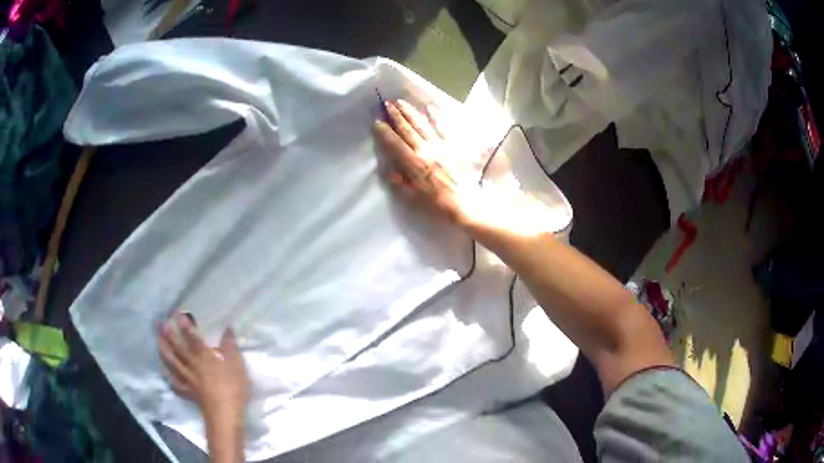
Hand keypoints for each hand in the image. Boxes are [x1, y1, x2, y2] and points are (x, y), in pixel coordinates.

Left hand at [158, 313, 249, 424]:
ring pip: (173, 364)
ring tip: (158, 342)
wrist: (224, 413)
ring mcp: (188, 379)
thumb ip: (230, 346)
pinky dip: (171, 380)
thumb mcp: (237, 365)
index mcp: (205, 357)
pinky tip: (167, 376)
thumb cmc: (232, 387)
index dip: (186, 326)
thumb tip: (228, 328)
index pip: (193, 338)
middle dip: (169, 335)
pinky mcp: (188, 392)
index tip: (178, 315)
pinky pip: (177, 384)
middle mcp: (193, 365)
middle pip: (178, 348)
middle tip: (160, 324)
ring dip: (164, 352)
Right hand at [373, 99, 482, 227]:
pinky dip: (436, 117)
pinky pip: (443, 128)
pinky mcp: (453, 146)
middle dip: (396, 116)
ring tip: (401, 102)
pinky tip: (430, 107)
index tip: (377, 121)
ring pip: (422, 125)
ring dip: (411, 112)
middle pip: (408, 130)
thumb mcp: (412, 199)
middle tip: (386, 104)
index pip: (395, 144)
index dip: (385, 132)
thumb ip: (398, 182)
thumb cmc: (437, 205)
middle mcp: (426, 150)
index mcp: (414, 164)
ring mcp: (440, 146)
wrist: (466, 204)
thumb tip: (387, 169)